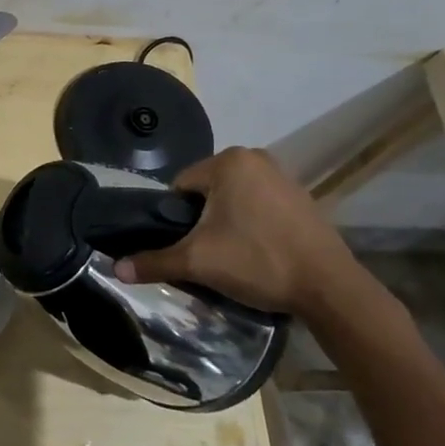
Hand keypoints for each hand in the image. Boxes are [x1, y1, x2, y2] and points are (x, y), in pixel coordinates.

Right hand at [113, 147, 362, 316]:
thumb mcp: (199, 262)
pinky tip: (260, 252)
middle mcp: (255, 157)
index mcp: (228, 161)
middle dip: (203, 220)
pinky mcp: (302, 196)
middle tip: (210, 254)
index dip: (177, 219)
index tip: (188, 246)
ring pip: (234, 198)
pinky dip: (253, 223)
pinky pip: (260, 204)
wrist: (329, 288)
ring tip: (235, 257)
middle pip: (208, 190)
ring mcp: (282, 175)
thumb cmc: (258, 262)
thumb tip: (115, 269)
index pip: (181, 186)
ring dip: (227, 222)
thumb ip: (155, 261)